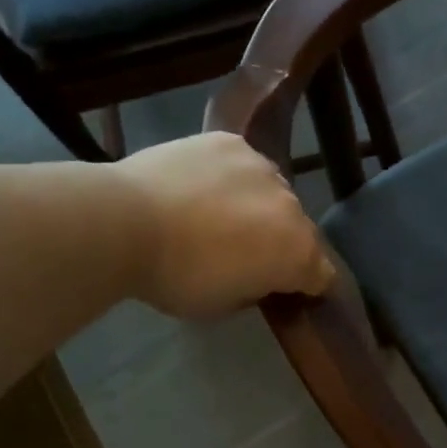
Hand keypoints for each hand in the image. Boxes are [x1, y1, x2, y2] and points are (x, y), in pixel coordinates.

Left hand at [118, 133, 335, 318]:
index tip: (283, 290)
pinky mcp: (231, 143)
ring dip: (258, 206)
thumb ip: (256, 288)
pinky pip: (242, 165)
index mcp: (297, 252)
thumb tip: (259, 275)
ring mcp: (262, 168)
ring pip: (272, 192)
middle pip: (298, 229)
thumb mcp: (224, 304)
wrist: (124, 222)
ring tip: (218, 215)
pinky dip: (230, 178)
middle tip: (242, 253)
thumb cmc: (177, 277)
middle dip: (280, 242)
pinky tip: (202, 187)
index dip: (305, 285)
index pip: (322, 274)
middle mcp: (292, 206)